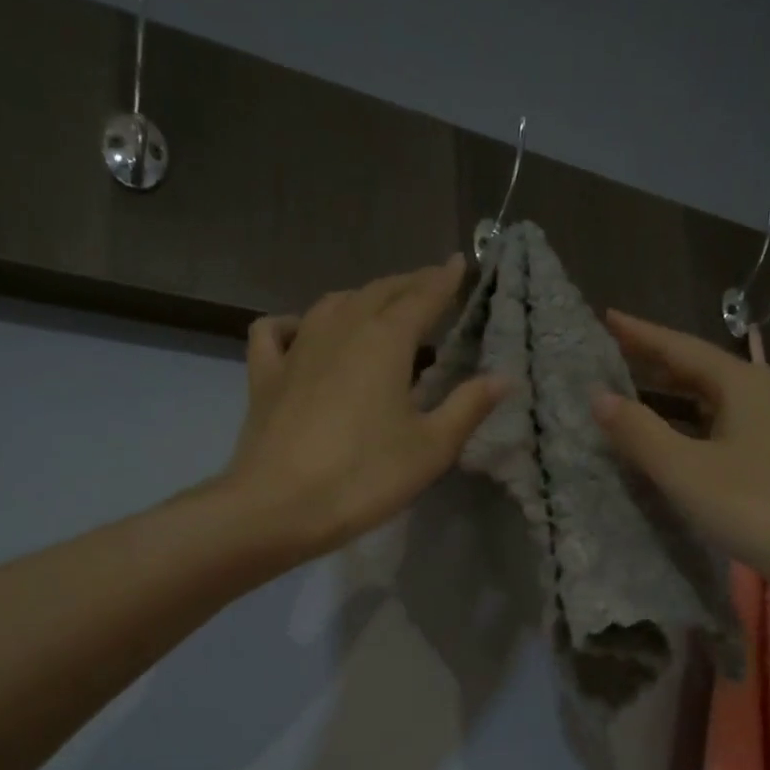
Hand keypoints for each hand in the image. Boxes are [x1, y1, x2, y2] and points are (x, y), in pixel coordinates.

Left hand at [222, 256, 506, 560]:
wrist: (279, 506)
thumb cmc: (365, 477)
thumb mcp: (430, 448)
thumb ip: (468, 407)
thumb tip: (504, 377)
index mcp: (385, 341)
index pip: (422, 297)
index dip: (444, 280)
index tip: (459, 263)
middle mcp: (340, 330)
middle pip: (378, 293)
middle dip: (407, 285)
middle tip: (428, 285)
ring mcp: (296, 349)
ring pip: (331, 304)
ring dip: (360, 298)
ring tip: (378, 306)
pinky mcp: (265, 375)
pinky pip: (275, 331)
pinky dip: (293, 322)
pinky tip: (301, 330)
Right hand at [591, 310, 769, 595]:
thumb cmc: (754, 506)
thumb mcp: (685, 470)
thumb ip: (639, 431)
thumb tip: (599, 396)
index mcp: (744, 383)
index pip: (681, 348)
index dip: (640, 334)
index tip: (607, 317)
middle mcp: (766, 391)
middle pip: (702, 369)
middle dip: (657, 363)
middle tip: (614, 356)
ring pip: (717, 398)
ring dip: (676, 395)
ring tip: (638, 393)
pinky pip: (729, 423)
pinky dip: (697, 422)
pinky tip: (681, 437)